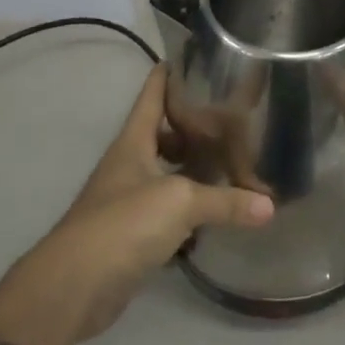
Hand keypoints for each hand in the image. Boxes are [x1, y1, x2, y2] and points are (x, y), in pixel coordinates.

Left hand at [18, 65, 273, 341]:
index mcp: (134, 141)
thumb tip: (269, 206)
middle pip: (164, 132)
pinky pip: (168, 210)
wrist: (74, 286)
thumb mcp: (180, 201)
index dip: (171, 73)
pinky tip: (217, 210)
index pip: (152, 93)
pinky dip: (191, 208)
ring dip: (194, 167)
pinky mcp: (132, 234)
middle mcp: (129, 163)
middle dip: (195, 124)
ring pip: (168, 172)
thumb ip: (225, 200)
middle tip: (234, 116)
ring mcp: (128, 199)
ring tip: (232, 159)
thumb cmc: (123, 223)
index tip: (198, 57)